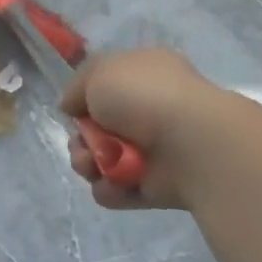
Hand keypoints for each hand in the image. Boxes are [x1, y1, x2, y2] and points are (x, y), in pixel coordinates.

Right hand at [59, 49, 228, 210]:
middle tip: (84, 145)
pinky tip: (116, 183)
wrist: (189, 142)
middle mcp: (150, 112)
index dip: (84, 102)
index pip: (105, 90)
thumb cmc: (145, 96)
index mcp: (145, 78)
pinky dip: (110, 189)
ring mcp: (154, 151)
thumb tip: (71, 107)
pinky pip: (116, 190)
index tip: (76, 110)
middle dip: (80, 141)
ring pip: (101, 162)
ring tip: (95, 166)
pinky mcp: (155, 186)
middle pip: (96, 131)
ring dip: (88, 165)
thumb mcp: (99, 70)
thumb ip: (76, 86)